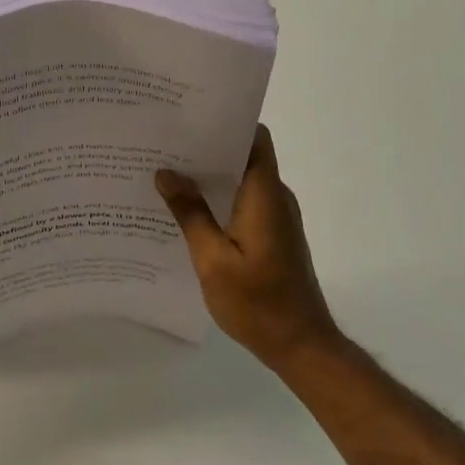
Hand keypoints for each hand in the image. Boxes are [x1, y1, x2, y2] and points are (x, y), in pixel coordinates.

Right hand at [157, 126, 341, 374]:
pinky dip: (217, 198)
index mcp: (264, 195)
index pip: (254, 137)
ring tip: (165, 171)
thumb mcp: (212, 260)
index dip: (225, 121)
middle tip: (163, 143)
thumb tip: (166, 172)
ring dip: (209, 175)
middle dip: (206, 147)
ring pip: (241, 179)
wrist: (302, 346)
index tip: (188, 117)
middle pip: (243, 155)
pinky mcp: (272, 235)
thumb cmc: (258, 303)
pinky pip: (243, 201)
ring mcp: (276, 217)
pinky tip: (185, 209)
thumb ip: (190, 214)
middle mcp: (275, 198)